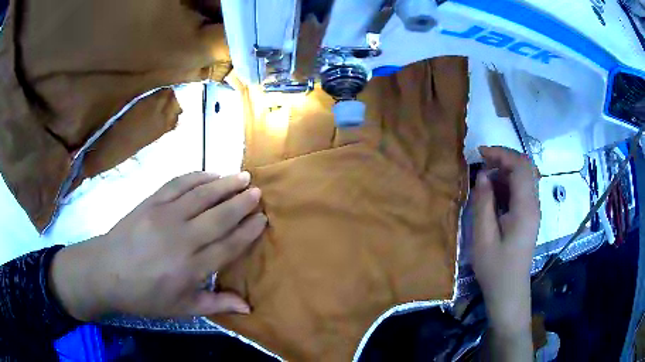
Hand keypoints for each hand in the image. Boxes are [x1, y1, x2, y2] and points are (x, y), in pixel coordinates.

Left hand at [50, 171, 266, 320]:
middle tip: (258, 192)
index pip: (228, 245)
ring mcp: (165, 215)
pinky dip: (197, 176)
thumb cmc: (145, 295)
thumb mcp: (181, 309)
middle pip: (219, 216)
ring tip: (243, 177)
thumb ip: (215, 305)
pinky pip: (178, 184)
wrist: (107, 271)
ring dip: (225, 184)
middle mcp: (182, 239)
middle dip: (242, 203)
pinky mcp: (151, 201)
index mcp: (191, 268)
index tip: (262, 219)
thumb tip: (248, 307)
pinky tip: (210, 174)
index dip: (247, 231)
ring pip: (202, 195)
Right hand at [470, 146, 539, 331]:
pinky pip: (521, 191)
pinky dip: (507, 184)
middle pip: (525, 168)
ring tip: (484, 179)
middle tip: (482, 162)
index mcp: (525, 208)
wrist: (509, 293)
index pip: (520, 166)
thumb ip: (483, 203)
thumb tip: (483, 176)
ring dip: (505, 171)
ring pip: (524, 178)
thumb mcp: (483, 238)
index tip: (480, 153)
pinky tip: (493, 194)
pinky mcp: (528, 218)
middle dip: (504, 159)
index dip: (501, 154)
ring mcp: (532, 211)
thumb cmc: (495, 269)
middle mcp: (533, 205)